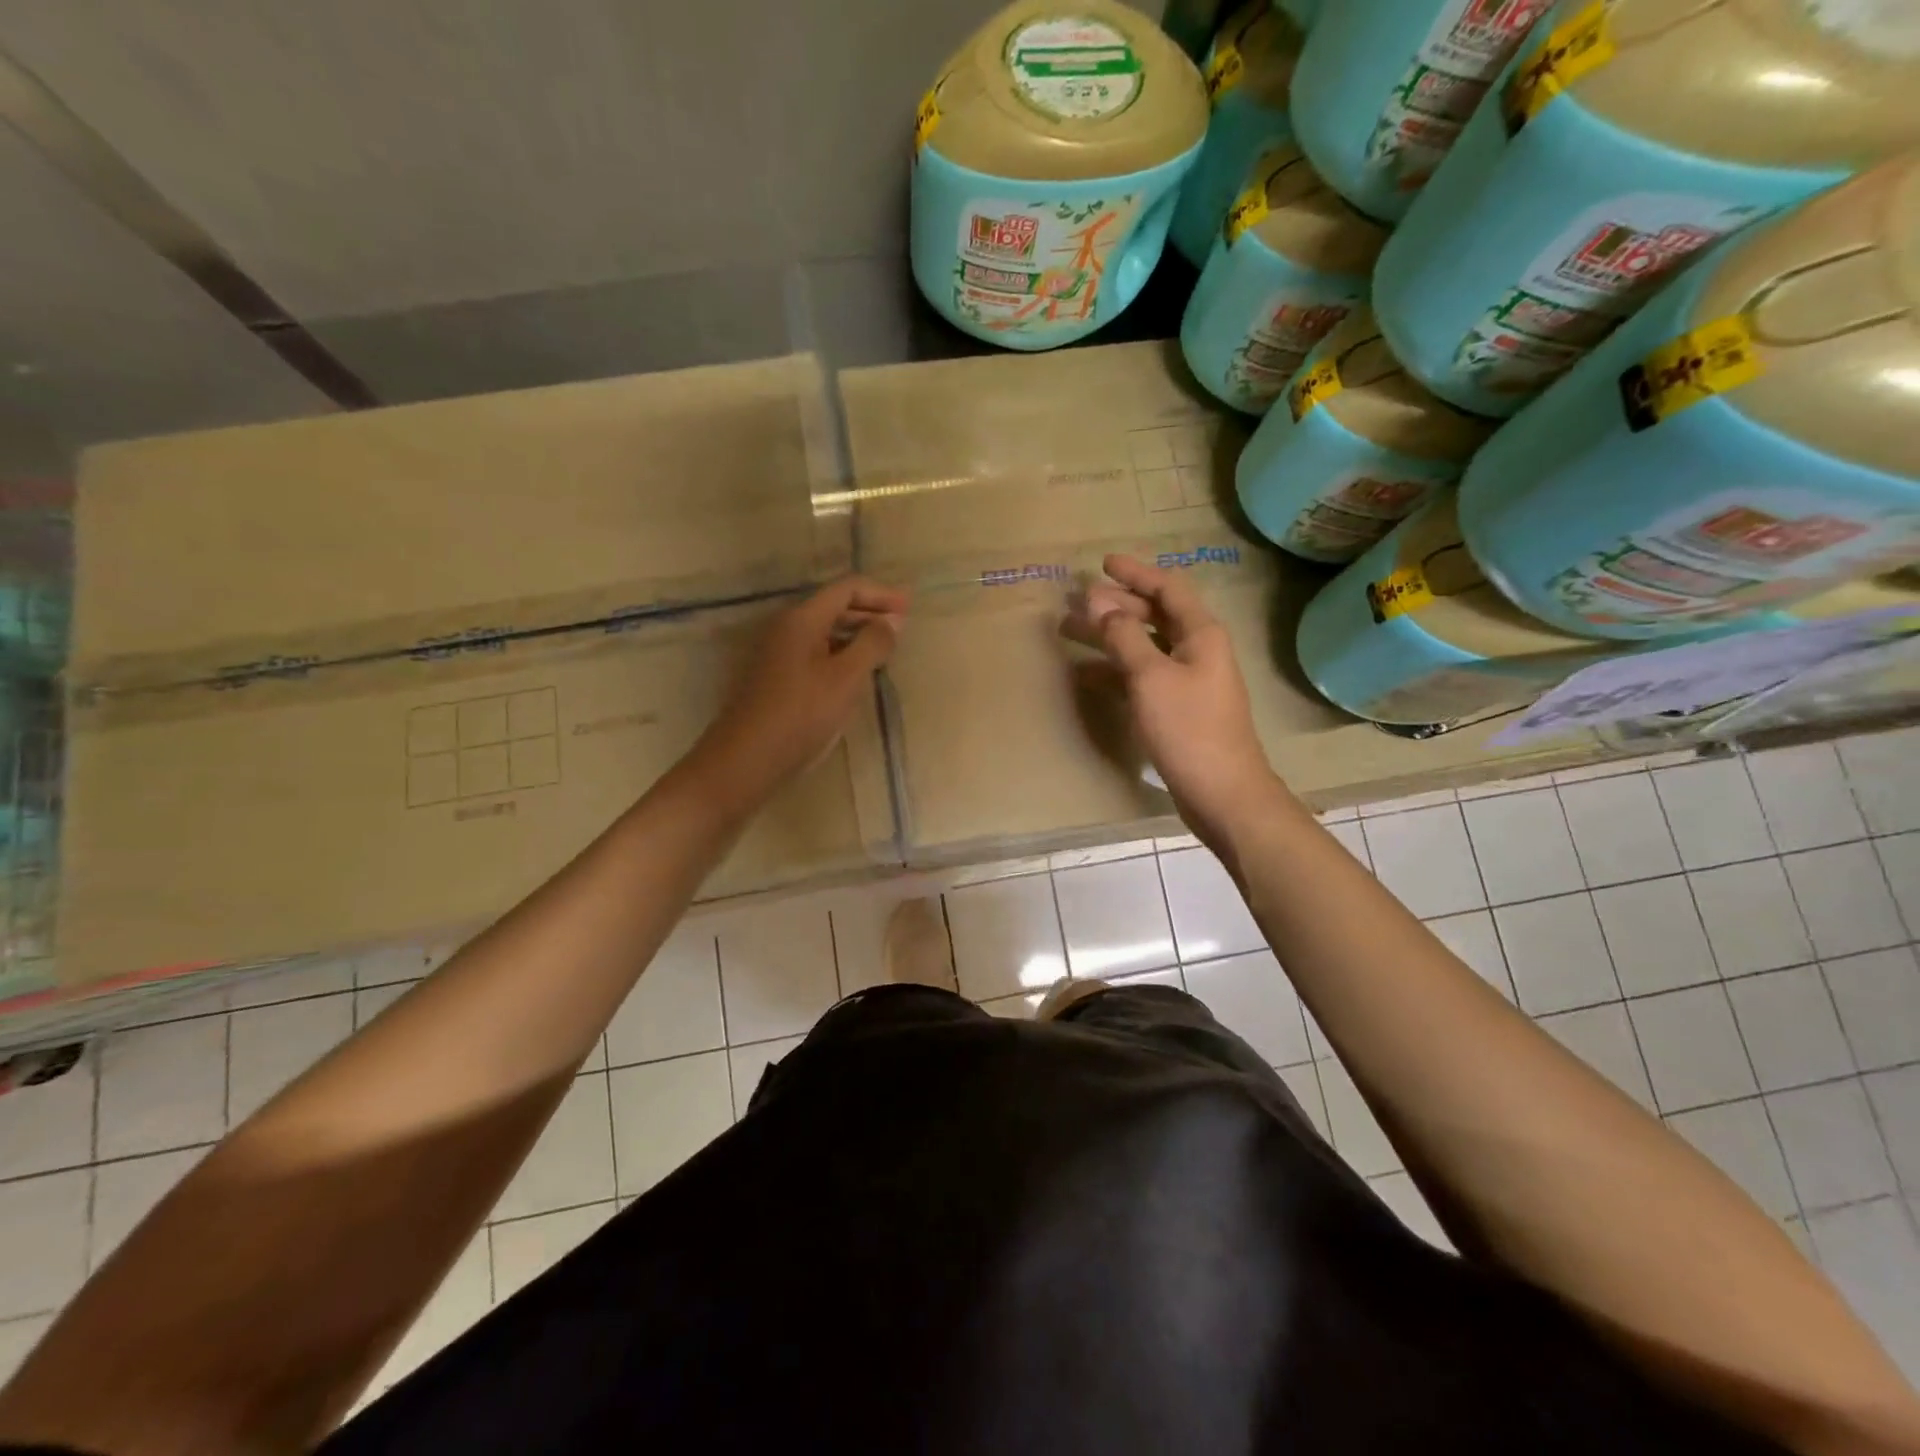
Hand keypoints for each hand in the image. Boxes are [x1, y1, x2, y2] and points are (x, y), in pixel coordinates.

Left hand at [691, 577, 907, 809]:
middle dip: (871, 612)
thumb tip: (893, 620)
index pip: (847, 589)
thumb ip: (872, 643)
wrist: (748, 759)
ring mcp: (779, 654)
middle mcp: (787, 628)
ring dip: (857, 634)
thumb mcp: (846, 678)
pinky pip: (817, 653)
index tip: (910, 608)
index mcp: (802, 619)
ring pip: (825, 632)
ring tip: (886, 650)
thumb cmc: (801, 714)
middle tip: (903, 626)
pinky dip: (842, 654)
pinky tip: (857, 674)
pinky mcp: (778, 678)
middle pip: (834, 607)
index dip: (881, 594)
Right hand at [1061, 555, 1282, 848]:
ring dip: (1110, 637)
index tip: (1103, 564)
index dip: (1135, 573)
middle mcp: (1198, 650)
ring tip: (1071, 633)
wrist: (1222, 791)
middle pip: (1154, 615)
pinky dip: (1116, 670)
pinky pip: (1142, 676)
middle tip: (1077, 603)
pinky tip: (1087, 675)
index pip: (1167, 588)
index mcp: (1201, 633)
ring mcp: (1189, 681)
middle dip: (1116, 606)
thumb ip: (1123, 636)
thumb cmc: (1188, 728)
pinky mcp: (1178, 709)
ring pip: (1144, 646)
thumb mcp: (1150, 677)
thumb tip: (1098, 602)